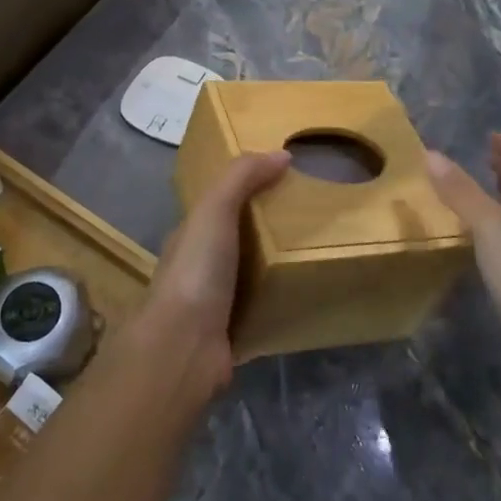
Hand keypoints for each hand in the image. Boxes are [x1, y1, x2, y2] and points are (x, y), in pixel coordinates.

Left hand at [137, 150, 289, 395]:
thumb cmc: (196, 270)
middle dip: (265, 229)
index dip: (244, 190)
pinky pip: (262, 310)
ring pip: (249, 276)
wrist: (184, 347)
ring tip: (315, 253)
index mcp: (190, 235)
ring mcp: (214, 303)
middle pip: (236, 240)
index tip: (282, 180)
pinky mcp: (233, 334)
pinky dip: (280, 302)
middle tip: (309, 217)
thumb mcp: (214, 209)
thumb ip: (241, 178)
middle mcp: (199, 267)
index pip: (218, 205)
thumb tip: (281, 154)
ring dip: (274, 266)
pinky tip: (307, 295)